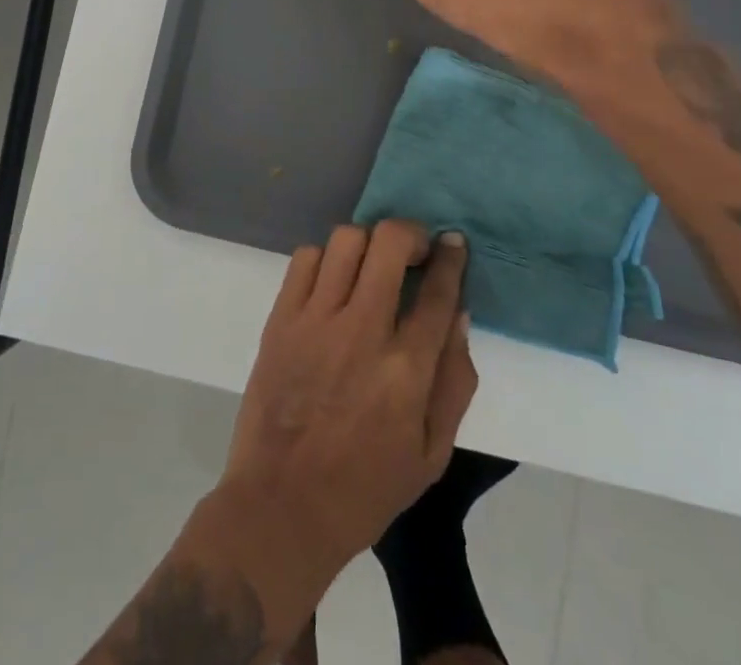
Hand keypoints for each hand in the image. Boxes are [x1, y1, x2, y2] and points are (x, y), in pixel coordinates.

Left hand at [219, 221, 476, 574]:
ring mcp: (316, 320)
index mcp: (405, 371)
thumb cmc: (365, 488)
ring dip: (368, 244)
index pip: (437, 293)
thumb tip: (459, 314)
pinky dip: (326, 258)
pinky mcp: (281, 318)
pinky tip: (333, 281)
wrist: (282, 505)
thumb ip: (454, 382)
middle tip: (414, 252)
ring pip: (346, 240)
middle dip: (410, 234)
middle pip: (390, 244)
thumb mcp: (431, 455)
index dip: (451, 258)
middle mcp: (362, 332)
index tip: (453, 242)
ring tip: (372, 265)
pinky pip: (306, 258)